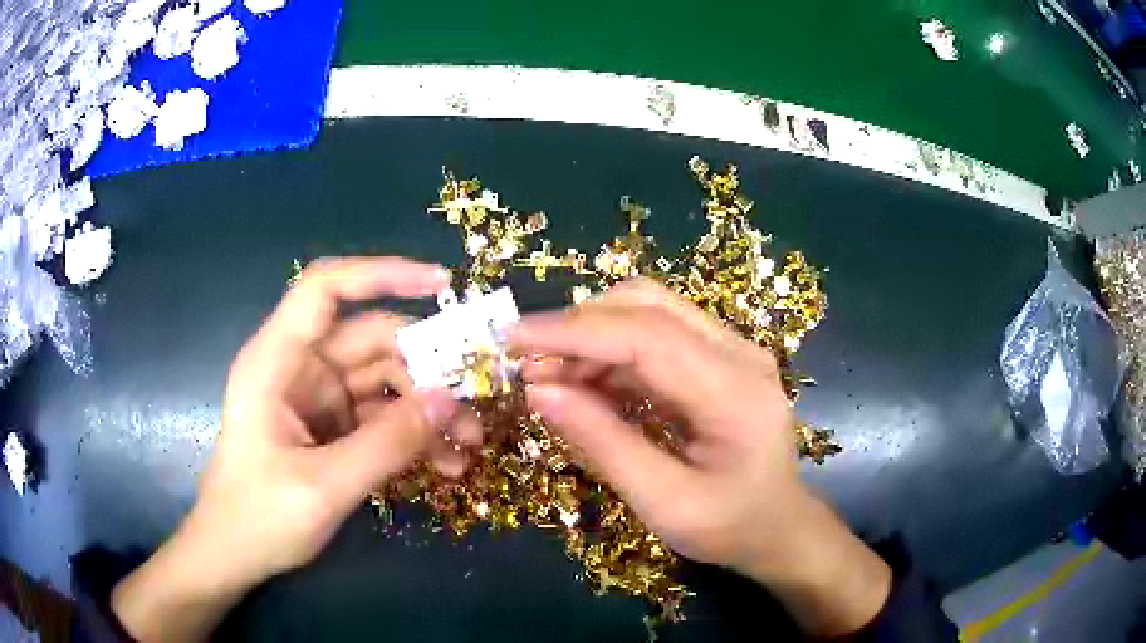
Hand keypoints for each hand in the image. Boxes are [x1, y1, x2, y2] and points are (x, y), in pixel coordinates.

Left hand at [113, 257, 480, 642]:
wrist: (234, 556)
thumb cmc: (259, 518)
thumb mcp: (324, 486)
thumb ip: (387, 443)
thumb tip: (449, 400)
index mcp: (277, 360)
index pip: (326, 289)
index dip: (382, 274)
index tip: (441, 285)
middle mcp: (299, 368)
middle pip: (371, 341)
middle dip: (426, 370)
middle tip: (475, 404)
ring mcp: (317, 399)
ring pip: (384, 382)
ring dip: (426, 409)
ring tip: (468, 445)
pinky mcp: (332, 428)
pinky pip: (381, 417)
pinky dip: (413, 435)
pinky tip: (446, 463)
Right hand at [511, 279, 890, 636]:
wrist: (778, 527)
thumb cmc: (728, 526)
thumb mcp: (663, 502)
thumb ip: (602, 444)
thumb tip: (538, 391)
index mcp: (736, 393)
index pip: (646, 336)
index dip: (573, 332)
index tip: (512, 339)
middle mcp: (740, 353)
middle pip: (647, 305)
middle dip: (578, 327)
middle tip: (529, 366)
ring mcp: (733, 350)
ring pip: (648, 312)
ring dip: (592, 338)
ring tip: (550, 379)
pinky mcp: (720, 357)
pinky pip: (657, 335)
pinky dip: (611, 353)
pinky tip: (586, 384)